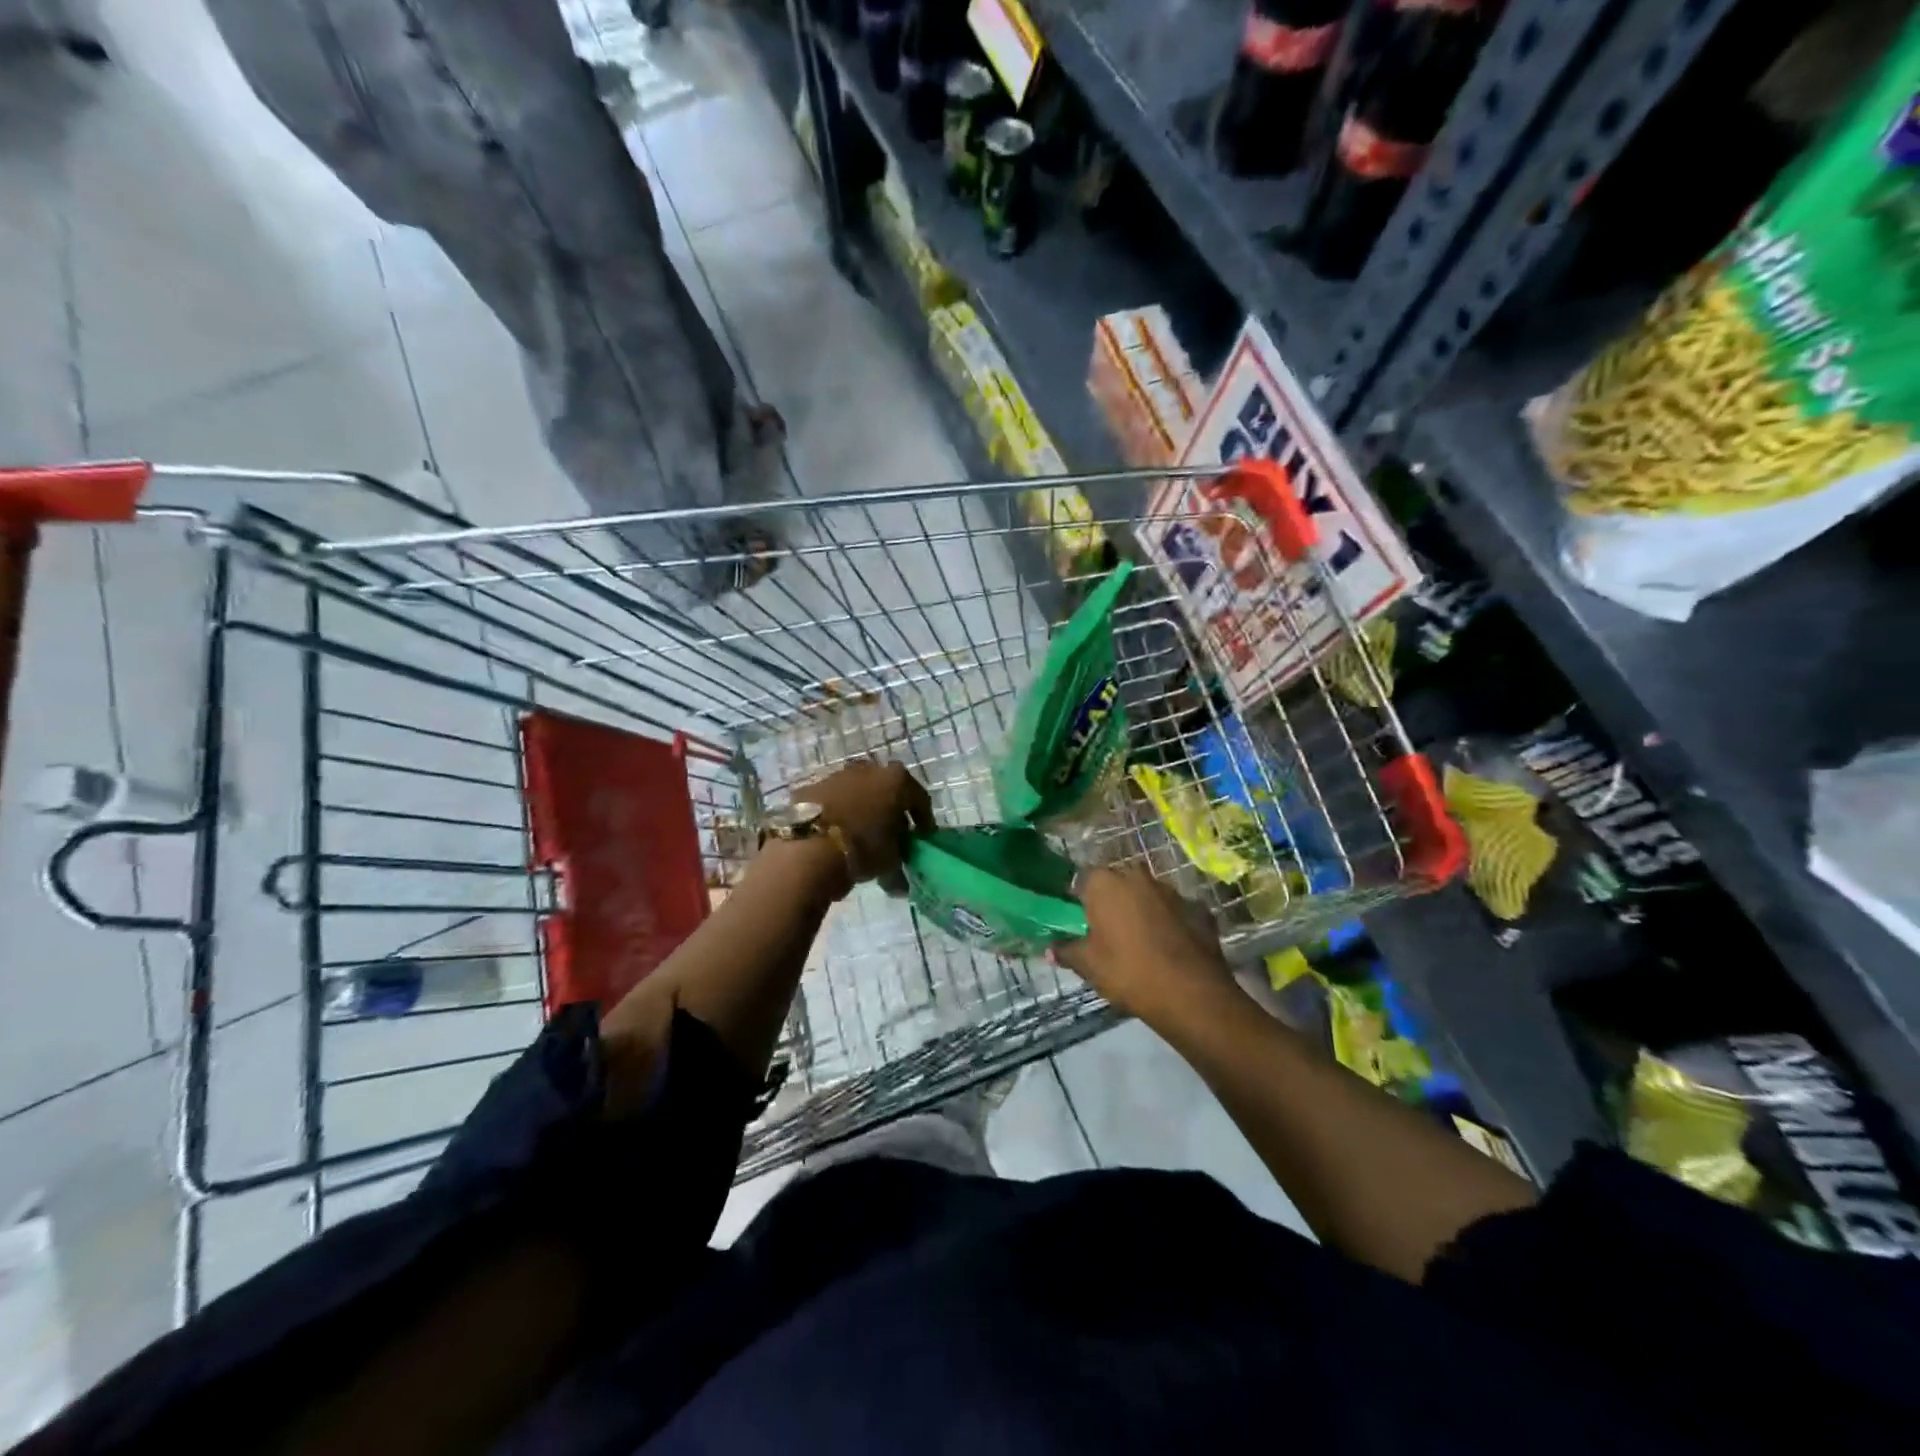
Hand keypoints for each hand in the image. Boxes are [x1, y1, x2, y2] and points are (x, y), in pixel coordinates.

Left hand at [793, 759, 932, 886]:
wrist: (808, 848)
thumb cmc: (862, 849)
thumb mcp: (890, 860)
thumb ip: (898, 861)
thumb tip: (899, 882)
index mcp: (896, 780)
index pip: (919, 798)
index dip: (923, 819)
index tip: (923, 837)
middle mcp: (867, 769)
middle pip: (885, 790)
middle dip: (890, 810)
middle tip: (891, 835)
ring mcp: (835, 776)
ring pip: (855, 793)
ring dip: (861, 809)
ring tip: (858, 837)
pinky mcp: (809, 788)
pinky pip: (830, 802)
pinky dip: (835, 814)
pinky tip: (832, 835)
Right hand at [1054, 865, 1234, 1025]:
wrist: (1192, 994)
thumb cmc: (1129, 972)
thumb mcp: (1089, 966)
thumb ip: (1066, 951)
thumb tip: (1049, 949)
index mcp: (1105, 883)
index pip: (1082, 879)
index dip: (1079, 899)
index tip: (1079, 920)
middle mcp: (1138, 876)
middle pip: (1117, 882)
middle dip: (1112, 900)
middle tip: (1107, 930)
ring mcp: (1172, 890)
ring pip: (1147, 894)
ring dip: (1142, 909)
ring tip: (1140, 941)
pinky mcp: (1199, 908)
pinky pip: (1175, 911)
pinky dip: (1170, 923)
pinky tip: (1169, 948)